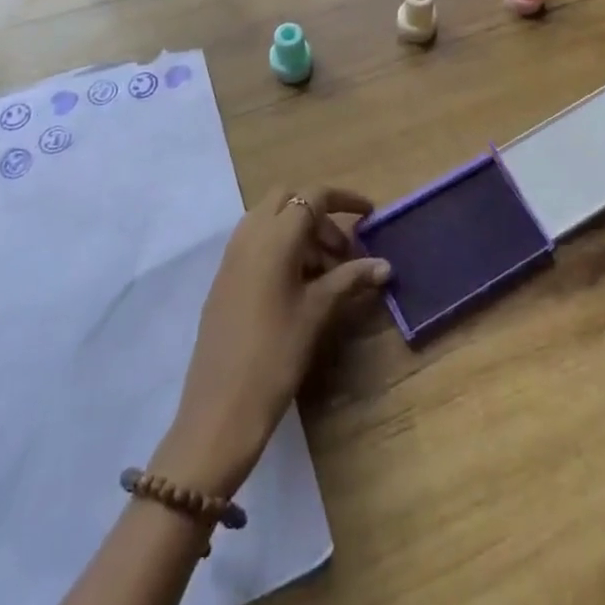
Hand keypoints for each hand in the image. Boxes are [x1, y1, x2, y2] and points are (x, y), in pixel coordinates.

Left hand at [154, 186, 389, 497]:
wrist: (220, 408)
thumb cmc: (276, 354)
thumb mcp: (318, 312)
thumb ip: (350, 279)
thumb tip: (384, 266)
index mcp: (275, 236)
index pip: (313, 196)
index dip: (345, 199)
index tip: (370, 214)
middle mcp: (250, 234)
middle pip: (288, 199)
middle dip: (319, 215)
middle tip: (342, 251)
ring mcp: (232, 254)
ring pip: (270, 219)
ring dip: (299, 231)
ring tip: (324, 273)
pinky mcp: (224, 276)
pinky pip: (256, 241)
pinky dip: (280, 247)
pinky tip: (297, 286)